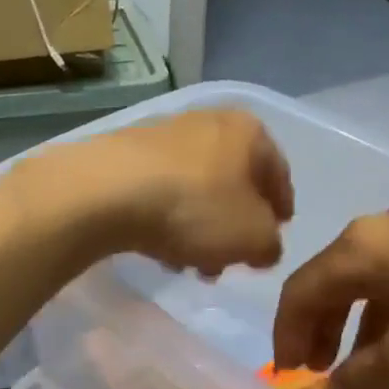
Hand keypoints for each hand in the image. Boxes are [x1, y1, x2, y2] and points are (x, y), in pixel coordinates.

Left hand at [13, 109, 294, 275]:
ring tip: (191, 265)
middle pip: (231, 182)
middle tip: (229, 261)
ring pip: (194, 190)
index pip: (278, 172)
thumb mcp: (253, 237)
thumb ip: (270, 244)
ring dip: (198, 228)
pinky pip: (159, 193)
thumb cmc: (195, 208)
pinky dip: (166, 220)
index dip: (281, 208)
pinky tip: (159, 250)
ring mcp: (162, 135)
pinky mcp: (124, 155)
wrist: (106, 192)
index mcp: (249, 132)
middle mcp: (208, 123)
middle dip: (232, 225)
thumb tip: (264, 247)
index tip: (277, 234)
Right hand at [272, 201, 388, 388]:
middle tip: (321, 368)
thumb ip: (362, 378)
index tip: (288, 374)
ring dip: (364, 322)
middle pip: (336, 279)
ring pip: (379, 277)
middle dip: (322, 328)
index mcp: (362, 249)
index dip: (285, 335)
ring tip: (374, 362)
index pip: (300, 290)